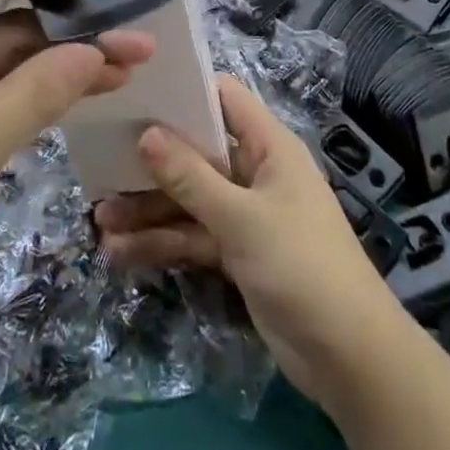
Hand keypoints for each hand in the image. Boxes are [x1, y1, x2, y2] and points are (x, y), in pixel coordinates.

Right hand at [94, 75, 407, 412]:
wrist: (350, 359)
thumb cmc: (303, 266)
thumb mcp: (242, 219)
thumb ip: (191, 178)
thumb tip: (146, 133)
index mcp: (268, 146)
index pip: (223, 98)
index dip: (184, 91)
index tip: (137, 91)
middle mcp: (254, 172)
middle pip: (197, 152)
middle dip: (152, 161)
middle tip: (101, 162)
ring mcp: (244, 214)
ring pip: (188, 200)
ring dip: (148, 209)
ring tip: (99, 220)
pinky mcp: (236, 253)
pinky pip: (192, 237)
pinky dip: (162, 244)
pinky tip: (120, 253)